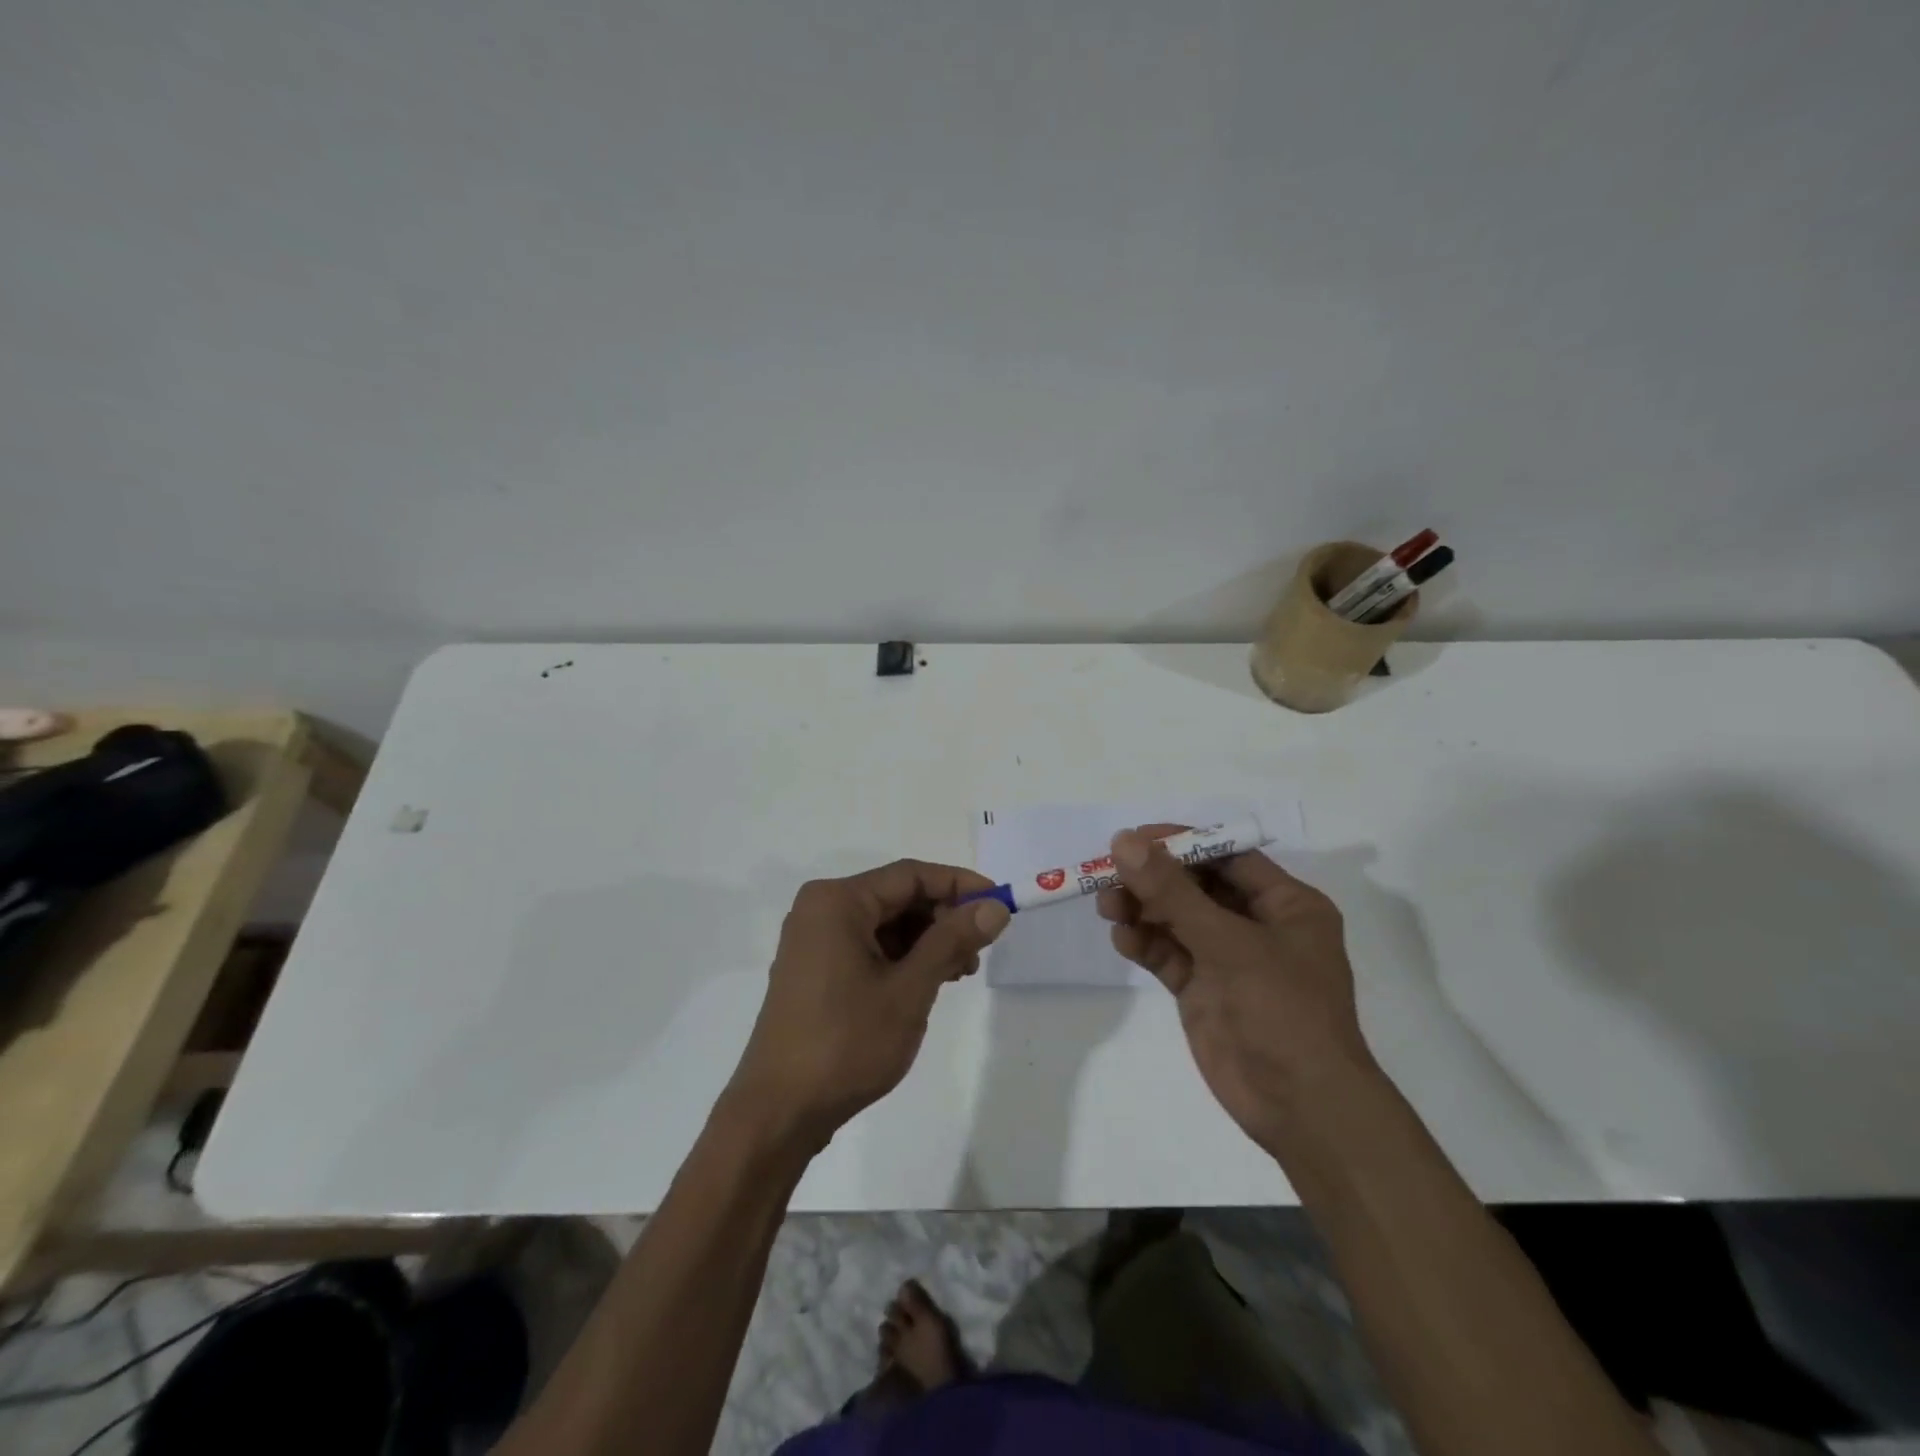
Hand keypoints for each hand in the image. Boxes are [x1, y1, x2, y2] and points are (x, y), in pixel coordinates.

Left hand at [725, 860, 1010, 1151]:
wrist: (779, 1112)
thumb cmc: (846, 1043)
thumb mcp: (909, 989)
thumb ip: (952, 941)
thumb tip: (995, 907)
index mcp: (837, 901)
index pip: (910, 875)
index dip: (959, 885)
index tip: (999, 904)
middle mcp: (822, 910)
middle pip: (897, 897)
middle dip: (943, 917)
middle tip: (981, 949)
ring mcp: (815, 941)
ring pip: (885, 924)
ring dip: (926, 941)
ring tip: (960, 971)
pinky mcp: (815, 969)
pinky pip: (868, 946)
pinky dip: (902, 958)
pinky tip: (928, 982)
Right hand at [1096, 825, 1371, 1153]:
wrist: (1301, 1108)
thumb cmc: (1282, 1010)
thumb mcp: (1228, 943)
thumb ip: (1172, 892)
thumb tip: (1124, 841)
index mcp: (1285, 904)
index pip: (1226, 856)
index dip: (1180, 843)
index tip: (1133, 839)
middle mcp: (1257, 925)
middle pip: (1195, 886)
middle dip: (1153, 879)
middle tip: (1108, 873)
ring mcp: (1227, 959)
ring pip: (1176, 919)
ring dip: (1142, 909)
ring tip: (1107, 907)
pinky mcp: (1203, 989)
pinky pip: (1168, 954)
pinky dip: (1144, 943)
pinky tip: (1122, 939)